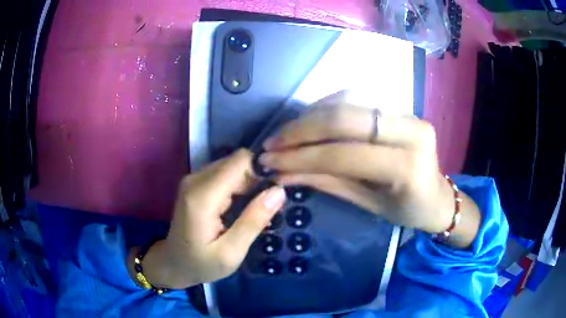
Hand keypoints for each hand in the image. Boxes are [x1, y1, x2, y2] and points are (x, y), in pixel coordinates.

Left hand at [129, 149, 285, 288]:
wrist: (173, 263)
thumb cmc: (201, 264)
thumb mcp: (231, 253)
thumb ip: (253, 221)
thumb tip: (279, 191)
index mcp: (202, 196)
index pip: (239, 161)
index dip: (261, 172)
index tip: (274, 193)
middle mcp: (195, 179)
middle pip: (236, 162)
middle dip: (256, 180)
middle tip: (266, 209)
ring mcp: (193, 179)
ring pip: (232, 167)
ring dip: (248, 184)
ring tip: (254, 211)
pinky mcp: (196, 183)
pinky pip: (224, 174)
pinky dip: (238, 187)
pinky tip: (241, 208)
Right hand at [259, 94, 479, 246]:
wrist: (438, 197)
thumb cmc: (407, 211)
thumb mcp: (368, 204)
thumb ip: (327, 183)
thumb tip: (281, 173)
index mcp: (407, 166)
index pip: (344, 154)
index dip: (302, 157)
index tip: (270, 161)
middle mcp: (411, 131)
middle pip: (345, 119)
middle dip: (301, 129)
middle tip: (272, 143)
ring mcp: (408, 114)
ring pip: (348, 103)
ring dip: (310, 116)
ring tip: (285, 134)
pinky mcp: (402, 108)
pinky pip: (357, 101)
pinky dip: (326, 109)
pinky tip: (308, 121)